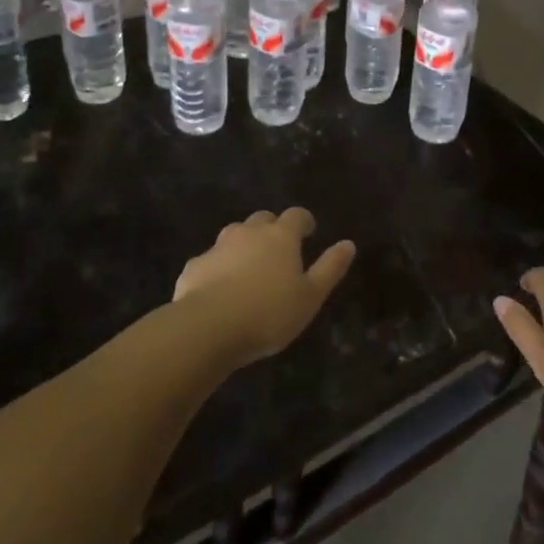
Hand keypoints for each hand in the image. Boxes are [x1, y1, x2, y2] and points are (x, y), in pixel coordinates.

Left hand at [174, 208, 355, 366]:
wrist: (208, 327)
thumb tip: (348, 244)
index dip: (304, 221)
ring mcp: (218, 246)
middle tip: (279, 251)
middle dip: (272, 229)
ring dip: (244, 245)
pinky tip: (220, 289)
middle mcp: (249, 232)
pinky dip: (219, 267)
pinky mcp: (195, 265)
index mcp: (280, 236)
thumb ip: (330, 269)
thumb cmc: (269, 313)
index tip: (309, 231)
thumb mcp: (310, 297)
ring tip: (249, 269)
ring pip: (235, 236)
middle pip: (263, 220)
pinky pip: (212, 260)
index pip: (296, 216)